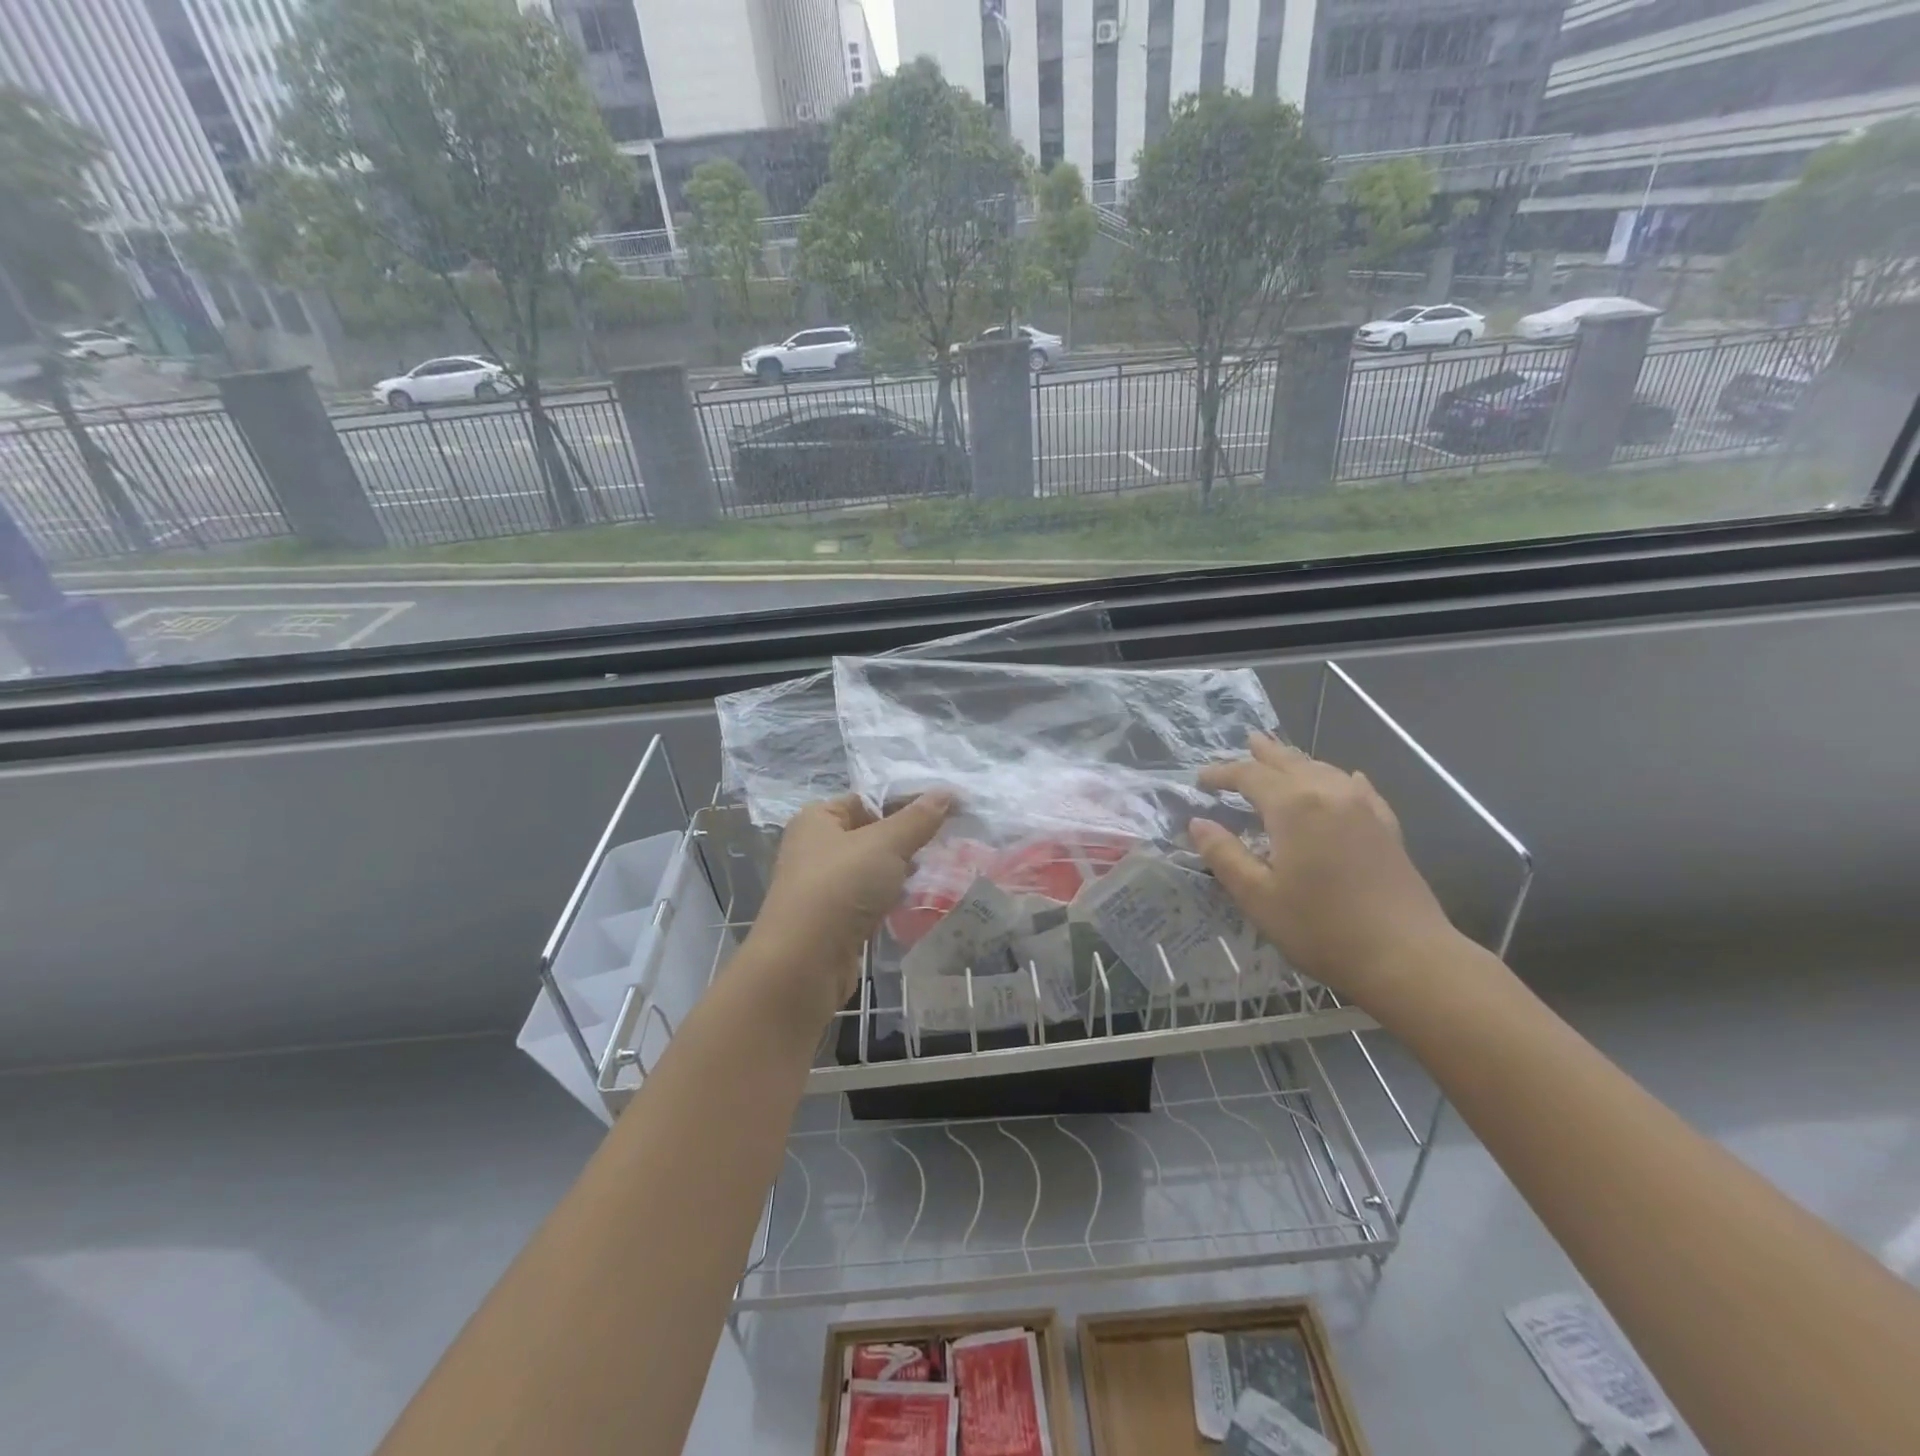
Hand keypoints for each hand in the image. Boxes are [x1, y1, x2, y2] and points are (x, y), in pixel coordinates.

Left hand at [743, 792, 953, 1026]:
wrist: (804, 963)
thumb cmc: (840, 887)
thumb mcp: (885, 844)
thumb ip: (917, 819)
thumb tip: (947, 792)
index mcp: (818, 818)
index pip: (868, 799)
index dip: (907, 802)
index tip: (948, 809)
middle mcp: (816, 848)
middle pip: (872, 834)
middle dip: (909, 839)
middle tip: (950, 840)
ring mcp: (825, 886)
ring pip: (873, 869)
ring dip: (903, 871)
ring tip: (942, 868)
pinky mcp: (835, 920)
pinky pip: (871, 899)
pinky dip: (893, 899)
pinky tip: (919, 900)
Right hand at [1190, 735, 1455, 1006]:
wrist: (1407, 958)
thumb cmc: (1321, 928)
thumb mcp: (1258, 896)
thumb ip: (1224, 855)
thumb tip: (1198, 823)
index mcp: (1294, 806)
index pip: (1250, 775)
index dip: (1222, 774)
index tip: (1200, 780)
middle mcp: (1330, 794)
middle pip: (1290, 762)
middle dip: (1264, 753)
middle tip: (1246, 742)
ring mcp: (1364, 808)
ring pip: (1324, 769)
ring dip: (1297, 762)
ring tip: (1282, 757)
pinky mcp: (1387, 827)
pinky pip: (1358, 788)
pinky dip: (1339, 778)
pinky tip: (1345, 778)